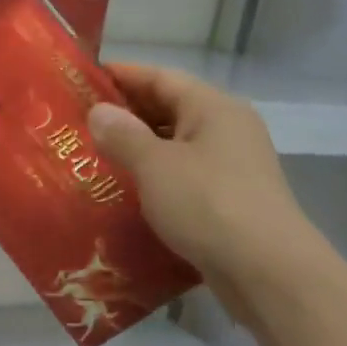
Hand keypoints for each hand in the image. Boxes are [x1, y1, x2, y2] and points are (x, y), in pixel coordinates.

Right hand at [88, 64, 325, 319]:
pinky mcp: (229, 199)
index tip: (83, 78)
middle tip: (79, 120)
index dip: (122, 74)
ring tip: (93, 154)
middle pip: (170, 108)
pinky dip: (153, 175)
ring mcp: (232, 165)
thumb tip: (99, 112)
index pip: (161, 78)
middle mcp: (227, 129)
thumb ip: (123, 135)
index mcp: (213, 108)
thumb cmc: (208, 204)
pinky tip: (125, 190)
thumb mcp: (155, 165)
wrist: (267, 271)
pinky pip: (183, 174)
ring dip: (137, 147)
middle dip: (126, 113)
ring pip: (176, 144)